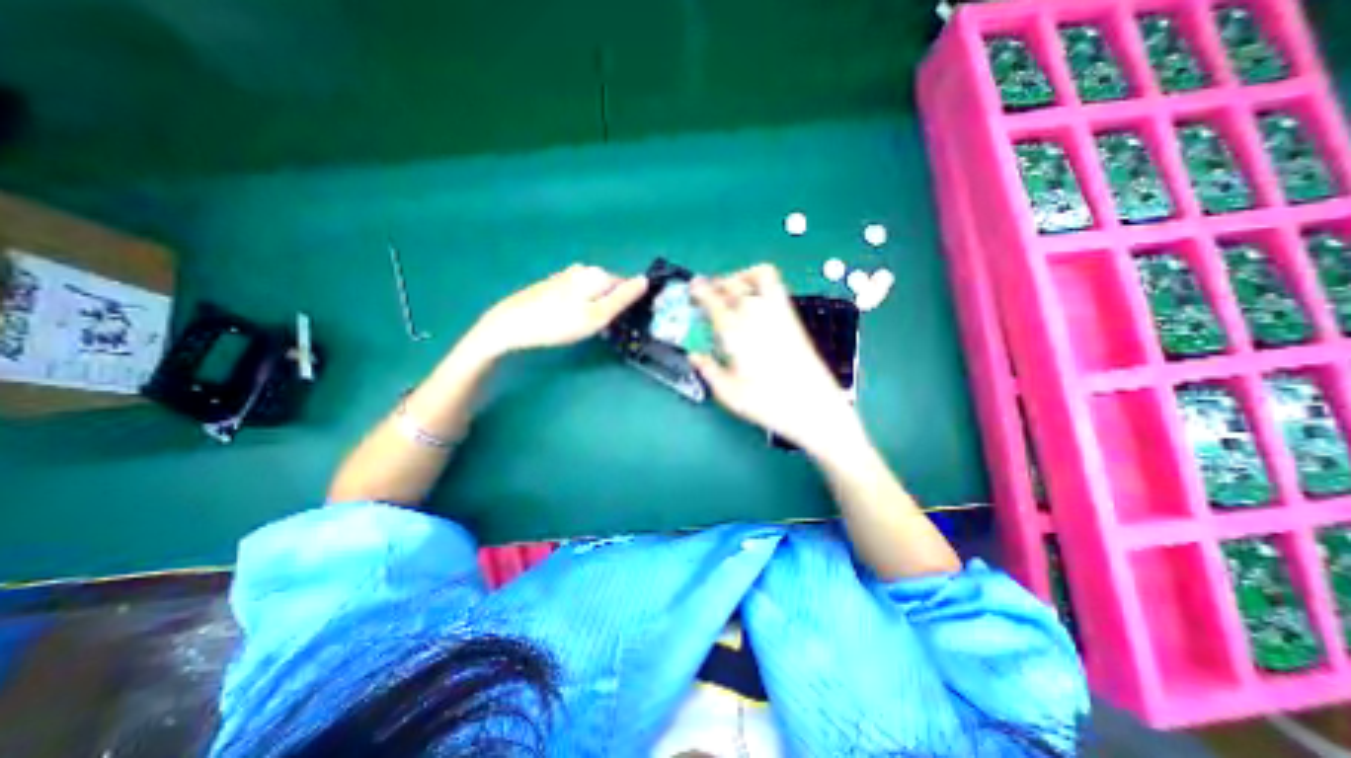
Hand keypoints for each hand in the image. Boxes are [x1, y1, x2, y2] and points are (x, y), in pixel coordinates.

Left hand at [471, 264, 645, 354]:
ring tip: (584, 327)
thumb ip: (623, 298)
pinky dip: (580, 306)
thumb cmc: (558, 323)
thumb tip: (645, 280)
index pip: (626, 285)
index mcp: (597, 274)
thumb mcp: (597, 315)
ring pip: (593, 292)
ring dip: (595, 307)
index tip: (621, 323)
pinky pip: (578, 294)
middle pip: (609, 288)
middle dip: (610, 306)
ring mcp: (566, 275)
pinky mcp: (553, 285)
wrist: (511, 325)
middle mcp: (583, 269)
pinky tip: (568, 320)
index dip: (628, 305)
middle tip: (601, 328)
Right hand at [692, 264, 871, 455]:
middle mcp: (756, 316)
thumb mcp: (729, 393)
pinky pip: (777, 288)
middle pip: (734, 284)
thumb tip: (694, 356)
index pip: (714, 302)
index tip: (693, 288)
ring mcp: (778, 314)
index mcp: (736, 333)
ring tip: (733, 288)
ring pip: (760, 276)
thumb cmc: (767, 403)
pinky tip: (756, 300)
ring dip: (742, 276)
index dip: (700, 291)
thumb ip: (708, 370)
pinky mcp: (793, 319)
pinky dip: (762, 283)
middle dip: (717, 282)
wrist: (813, 407)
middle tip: (708, 291)